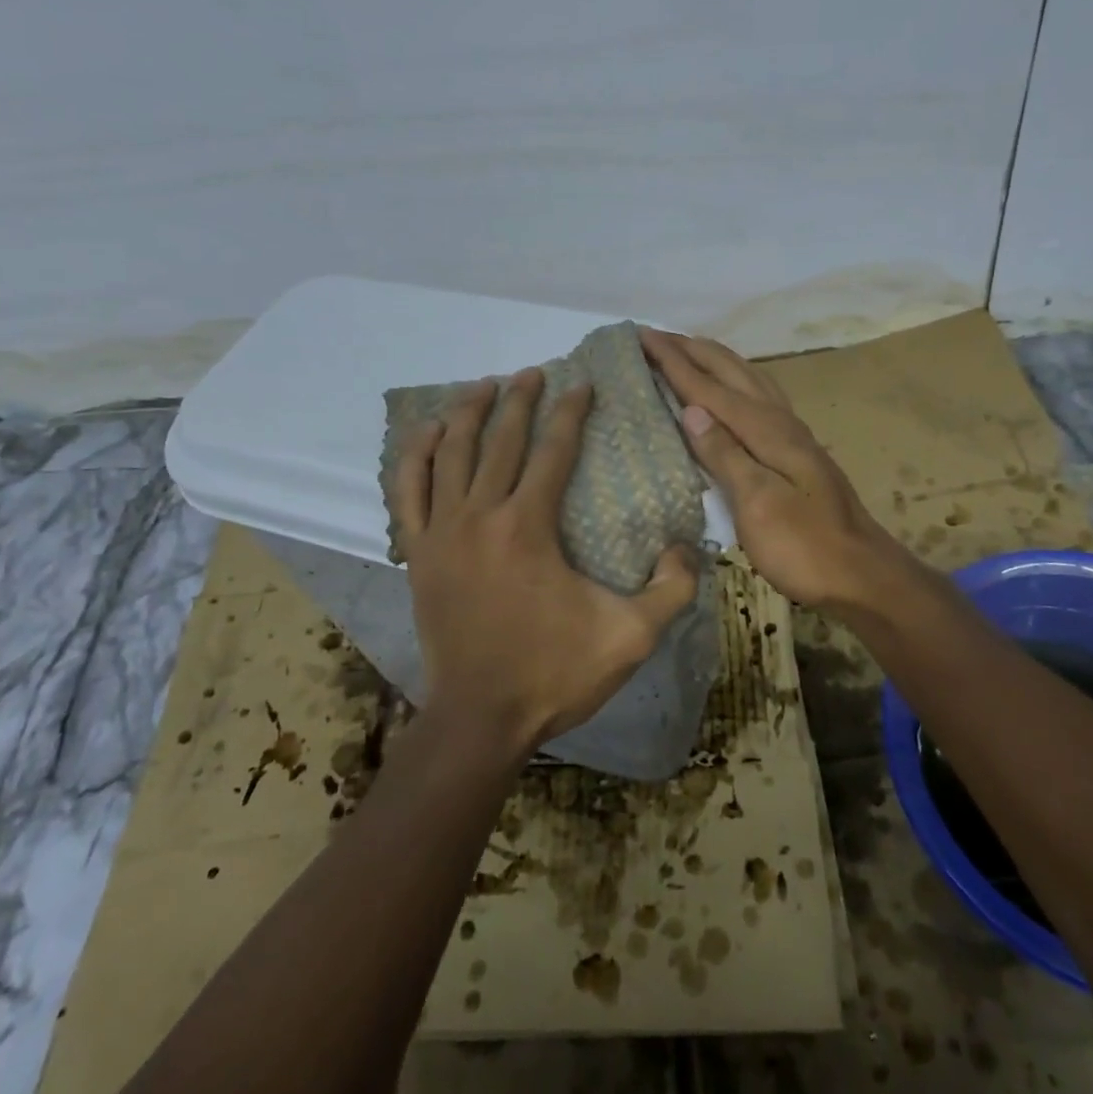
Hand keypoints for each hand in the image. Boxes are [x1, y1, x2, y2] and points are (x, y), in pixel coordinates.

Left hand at [386, 369, 700, 755]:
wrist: (480, 720)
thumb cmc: (555, 674)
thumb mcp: (632, 637)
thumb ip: (672, 588)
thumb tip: (684, 546)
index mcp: (529, 526)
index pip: (553, 451)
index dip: (570, 413)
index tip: (582, 384)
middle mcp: (481, 515)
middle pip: (500, 440)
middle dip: (520, 400)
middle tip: (534, 373)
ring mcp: (442, 532)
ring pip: (451, 454)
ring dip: (469, 413)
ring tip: (484, 386)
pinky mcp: (419, 553)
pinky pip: (408, 490)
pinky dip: (416, 455)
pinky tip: (428, 432)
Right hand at [639, 329, 904, 609]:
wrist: (861, 574)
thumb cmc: (804, 547)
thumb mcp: (758, 505)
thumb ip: (725, 455)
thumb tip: (690, 408)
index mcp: (765, 430)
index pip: (708, 387)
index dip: (673, 361)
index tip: (641, 335)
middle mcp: (779, 420)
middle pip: (730, 371)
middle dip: (691, 349)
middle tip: (655, 335)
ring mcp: (792, 433)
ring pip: (748, 378)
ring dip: (714, 359)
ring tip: (688, 349)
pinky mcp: (796, 449)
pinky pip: (758, 396)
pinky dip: (735, 380)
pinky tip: (732, 389)